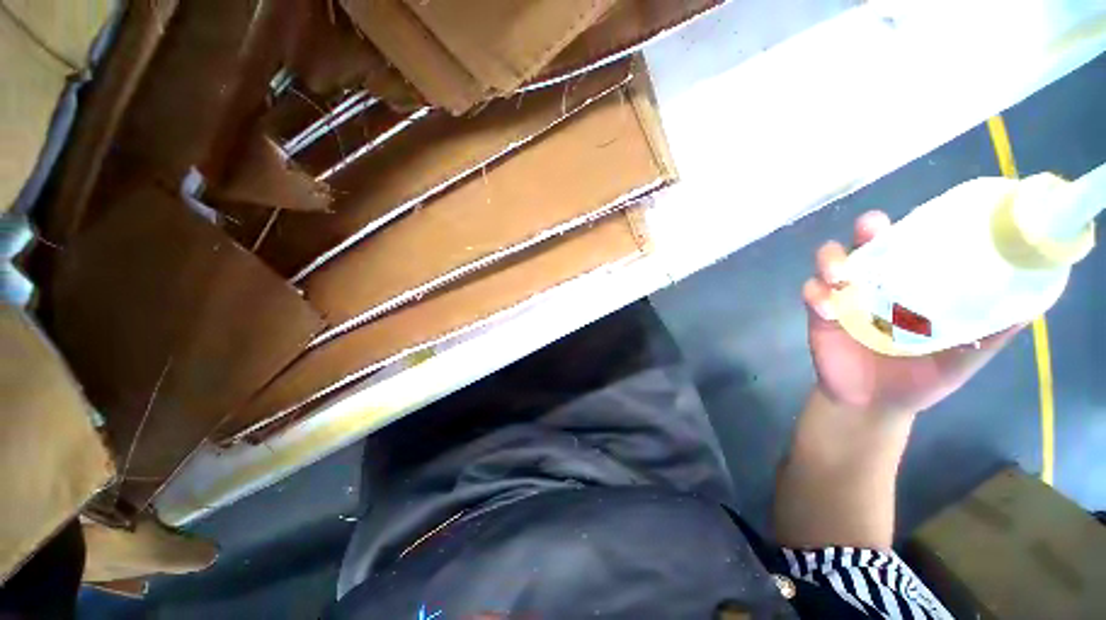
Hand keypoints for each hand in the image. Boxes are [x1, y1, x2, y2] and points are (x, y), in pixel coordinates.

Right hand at [802, 211, 1022, 414]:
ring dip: (831, 261)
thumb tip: (1032, 306)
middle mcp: (876, 282)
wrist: (873, 404)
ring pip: (829, 261)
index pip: (911, 244)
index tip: (924, 220)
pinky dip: (816, 296)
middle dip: (866, 230)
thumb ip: (991, 332)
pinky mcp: (820, 313)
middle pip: (866, 242)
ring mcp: (844, 296)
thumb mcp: (965, 357)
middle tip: (871, 232)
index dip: (914, 226)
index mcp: (912, 285)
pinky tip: (828, 310)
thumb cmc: (921, 378)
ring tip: (840, 276)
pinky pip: (811, 294)